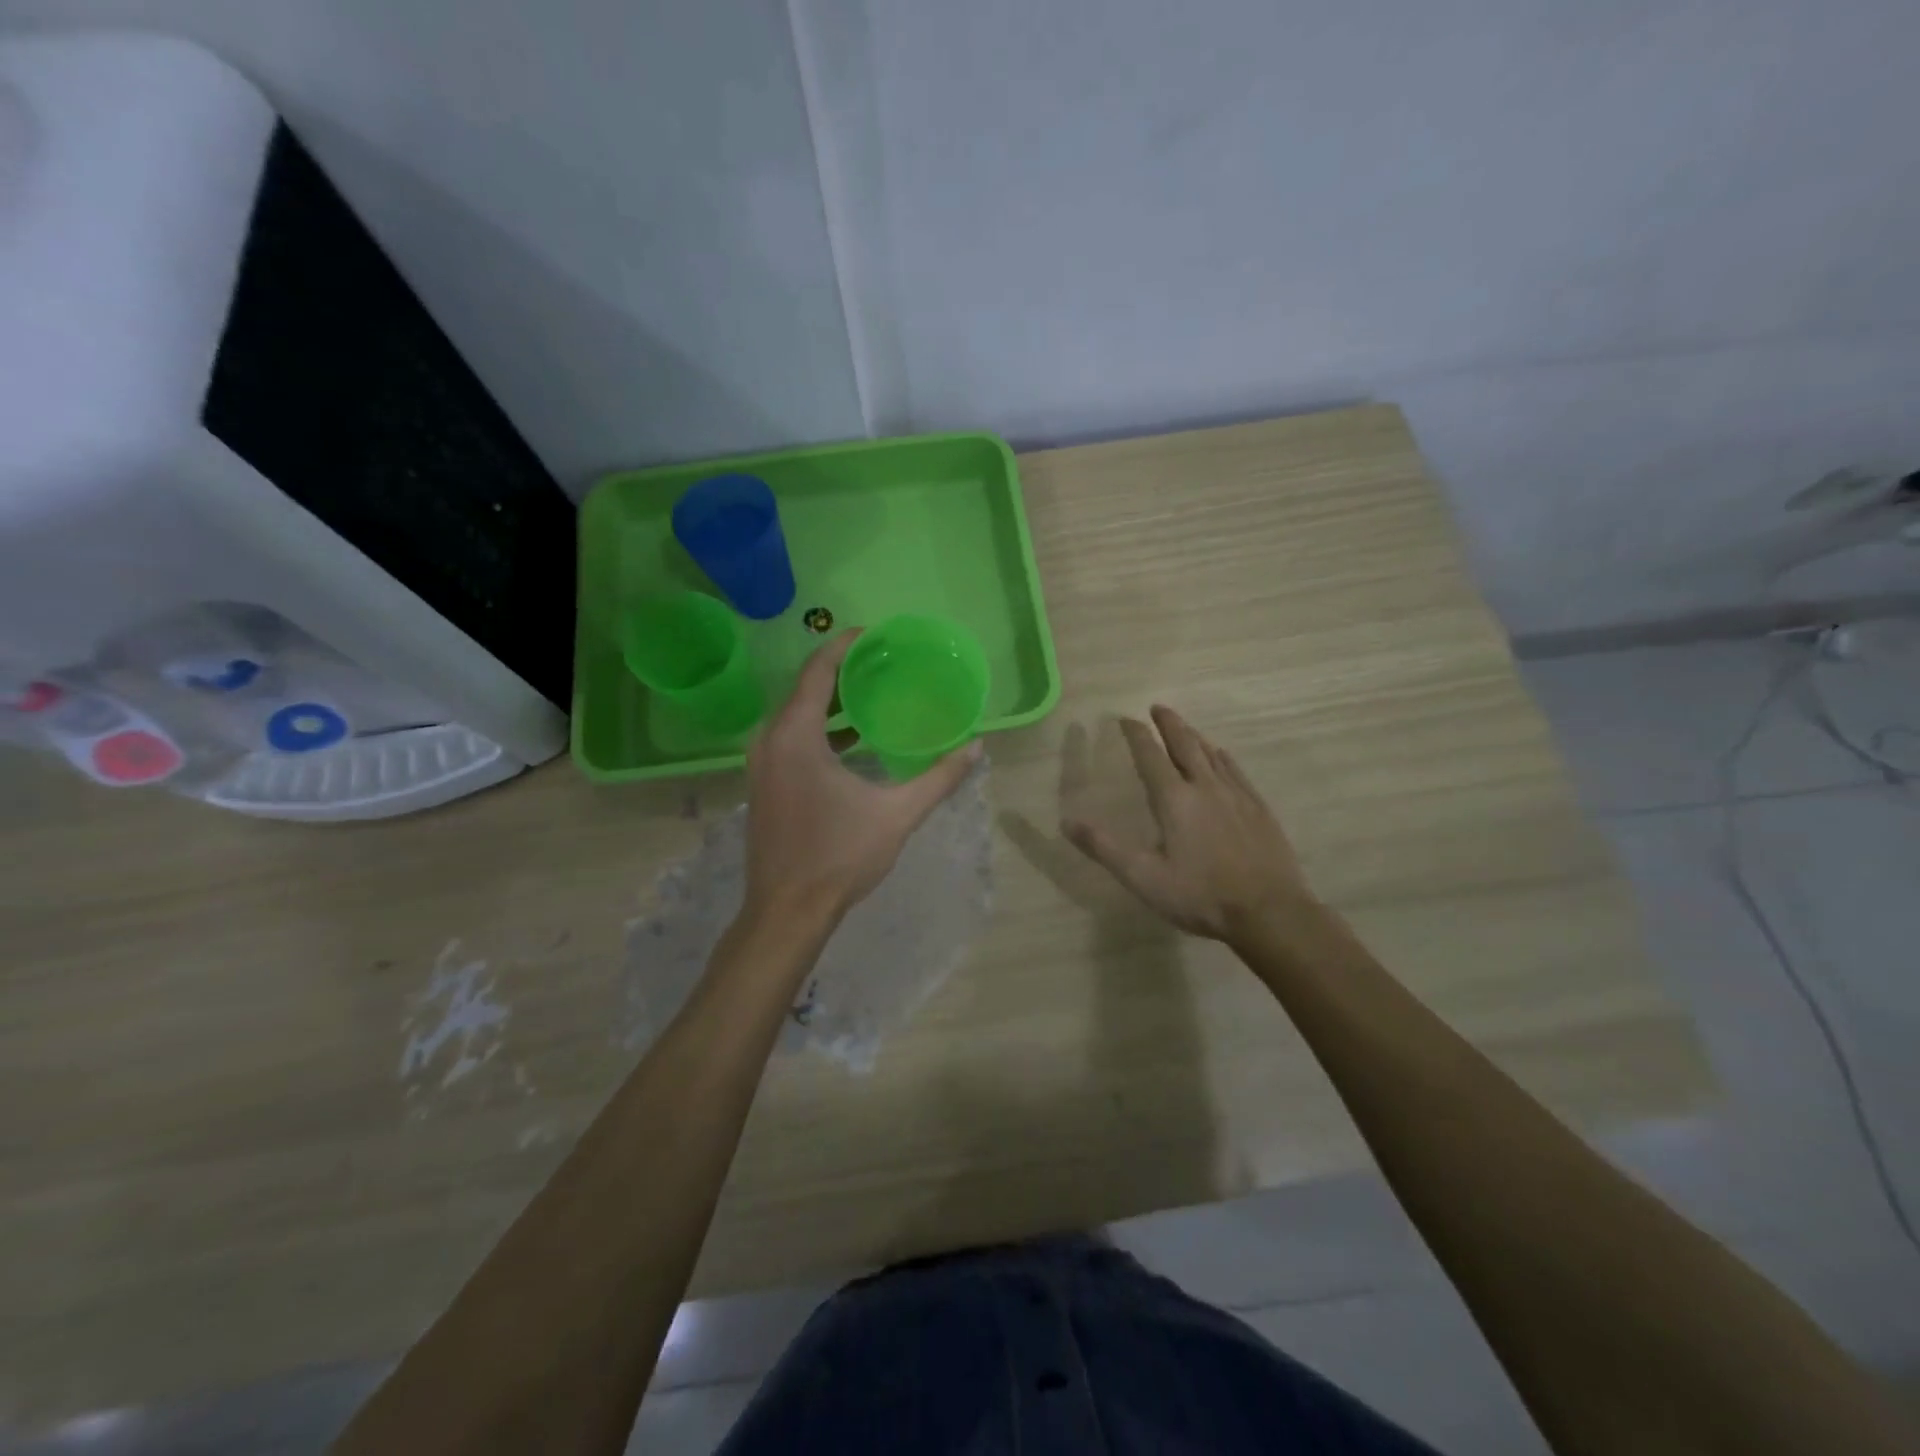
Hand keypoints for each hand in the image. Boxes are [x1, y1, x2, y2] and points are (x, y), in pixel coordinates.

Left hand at [745, 632, 981, 921]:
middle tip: (884, 661)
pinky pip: (791, 738)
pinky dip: (820, 729)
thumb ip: (939, 777)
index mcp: (795, 736)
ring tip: (873, 692)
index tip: (875, 634)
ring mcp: (762, 764)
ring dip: (831, 702)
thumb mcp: (897, 814)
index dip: (845, 645)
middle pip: (805, 688)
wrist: (786, 912)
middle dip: (843, 671)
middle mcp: (770, 741)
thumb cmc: (839, 857)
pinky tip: (853, 739)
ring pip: (797, 716)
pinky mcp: (764, 784)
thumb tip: (977, 747)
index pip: (817, 670)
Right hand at [1063, 705, 1311, 940]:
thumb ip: (1104, 847)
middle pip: (1185, 745)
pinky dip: (1222, 757)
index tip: (1125, 718)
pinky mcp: (1259, 808)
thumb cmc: (1200, 896)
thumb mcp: (1143, 877)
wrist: (1269, 912)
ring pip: (1212, 754)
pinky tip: (1222, 756)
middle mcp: (1205, 787)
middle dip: (1169, 724)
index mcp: (1174, 799)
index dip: (1136, 735)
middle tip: (1158, 707)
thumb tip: (1067, 822)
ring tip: (1184, 728)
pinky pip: (1236, 771)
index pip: (1150, 756)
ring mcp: (1236, 795)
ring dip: (1194, 736)